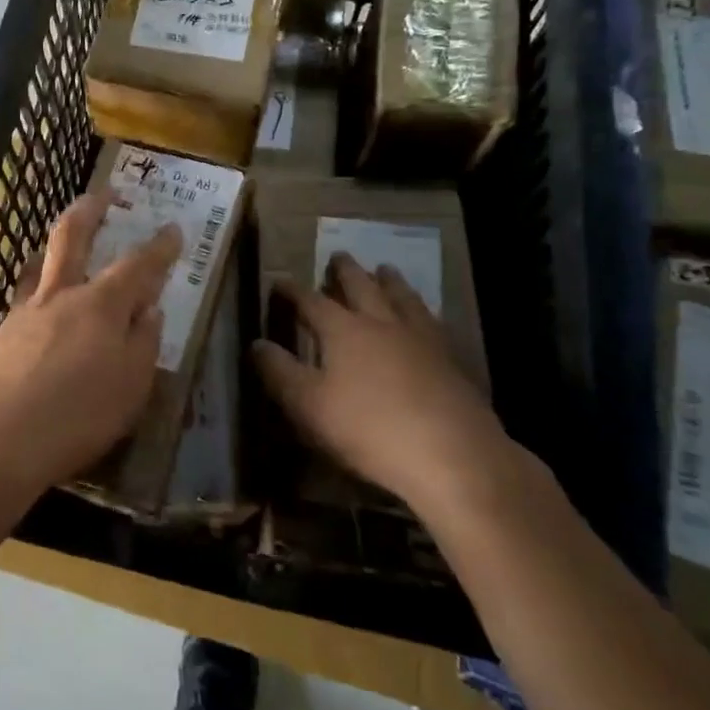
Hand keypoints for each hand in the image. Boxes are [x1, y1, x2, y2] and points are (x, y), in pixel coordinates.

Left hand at [0, 191, 182, 501]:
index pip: (138, 265)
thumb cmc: (76, 418)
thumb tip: (150, 311)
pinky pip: (24, 296)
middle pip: (72, 236)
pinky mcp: (1, 335)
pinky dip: (39, 287)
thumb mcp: (130, 389)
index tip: (173, 229)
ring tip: (65, 239)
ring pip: (40, 262)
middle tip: (104, 194)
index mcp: (101, 306)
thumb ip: (143, 344)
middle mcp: (61, 295)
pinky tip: (42, 306)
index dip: (159, 247)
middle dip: (90, 209)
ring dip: (54, 244)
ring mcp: (25, 311)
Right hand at [251, 254, 529, 523]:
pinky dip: (421, 310)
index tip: (280, 281)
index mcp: (343, 330)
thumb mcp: (308, 405)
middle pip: (361, 287)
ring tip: (385, 269)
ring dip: (389, 281)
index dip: (292, 290)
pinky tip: (425, 315)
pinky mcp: (450, 359)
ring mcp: (420, 338)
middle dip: (346, 271)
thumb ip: (279, 372)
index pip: (310, 301)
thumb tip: (256, 342)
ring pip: (402, 297)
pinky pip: (431, 321)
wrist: (452, 454)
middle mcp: (381, 322)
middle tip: (339, 255)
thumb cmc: (369, 428)